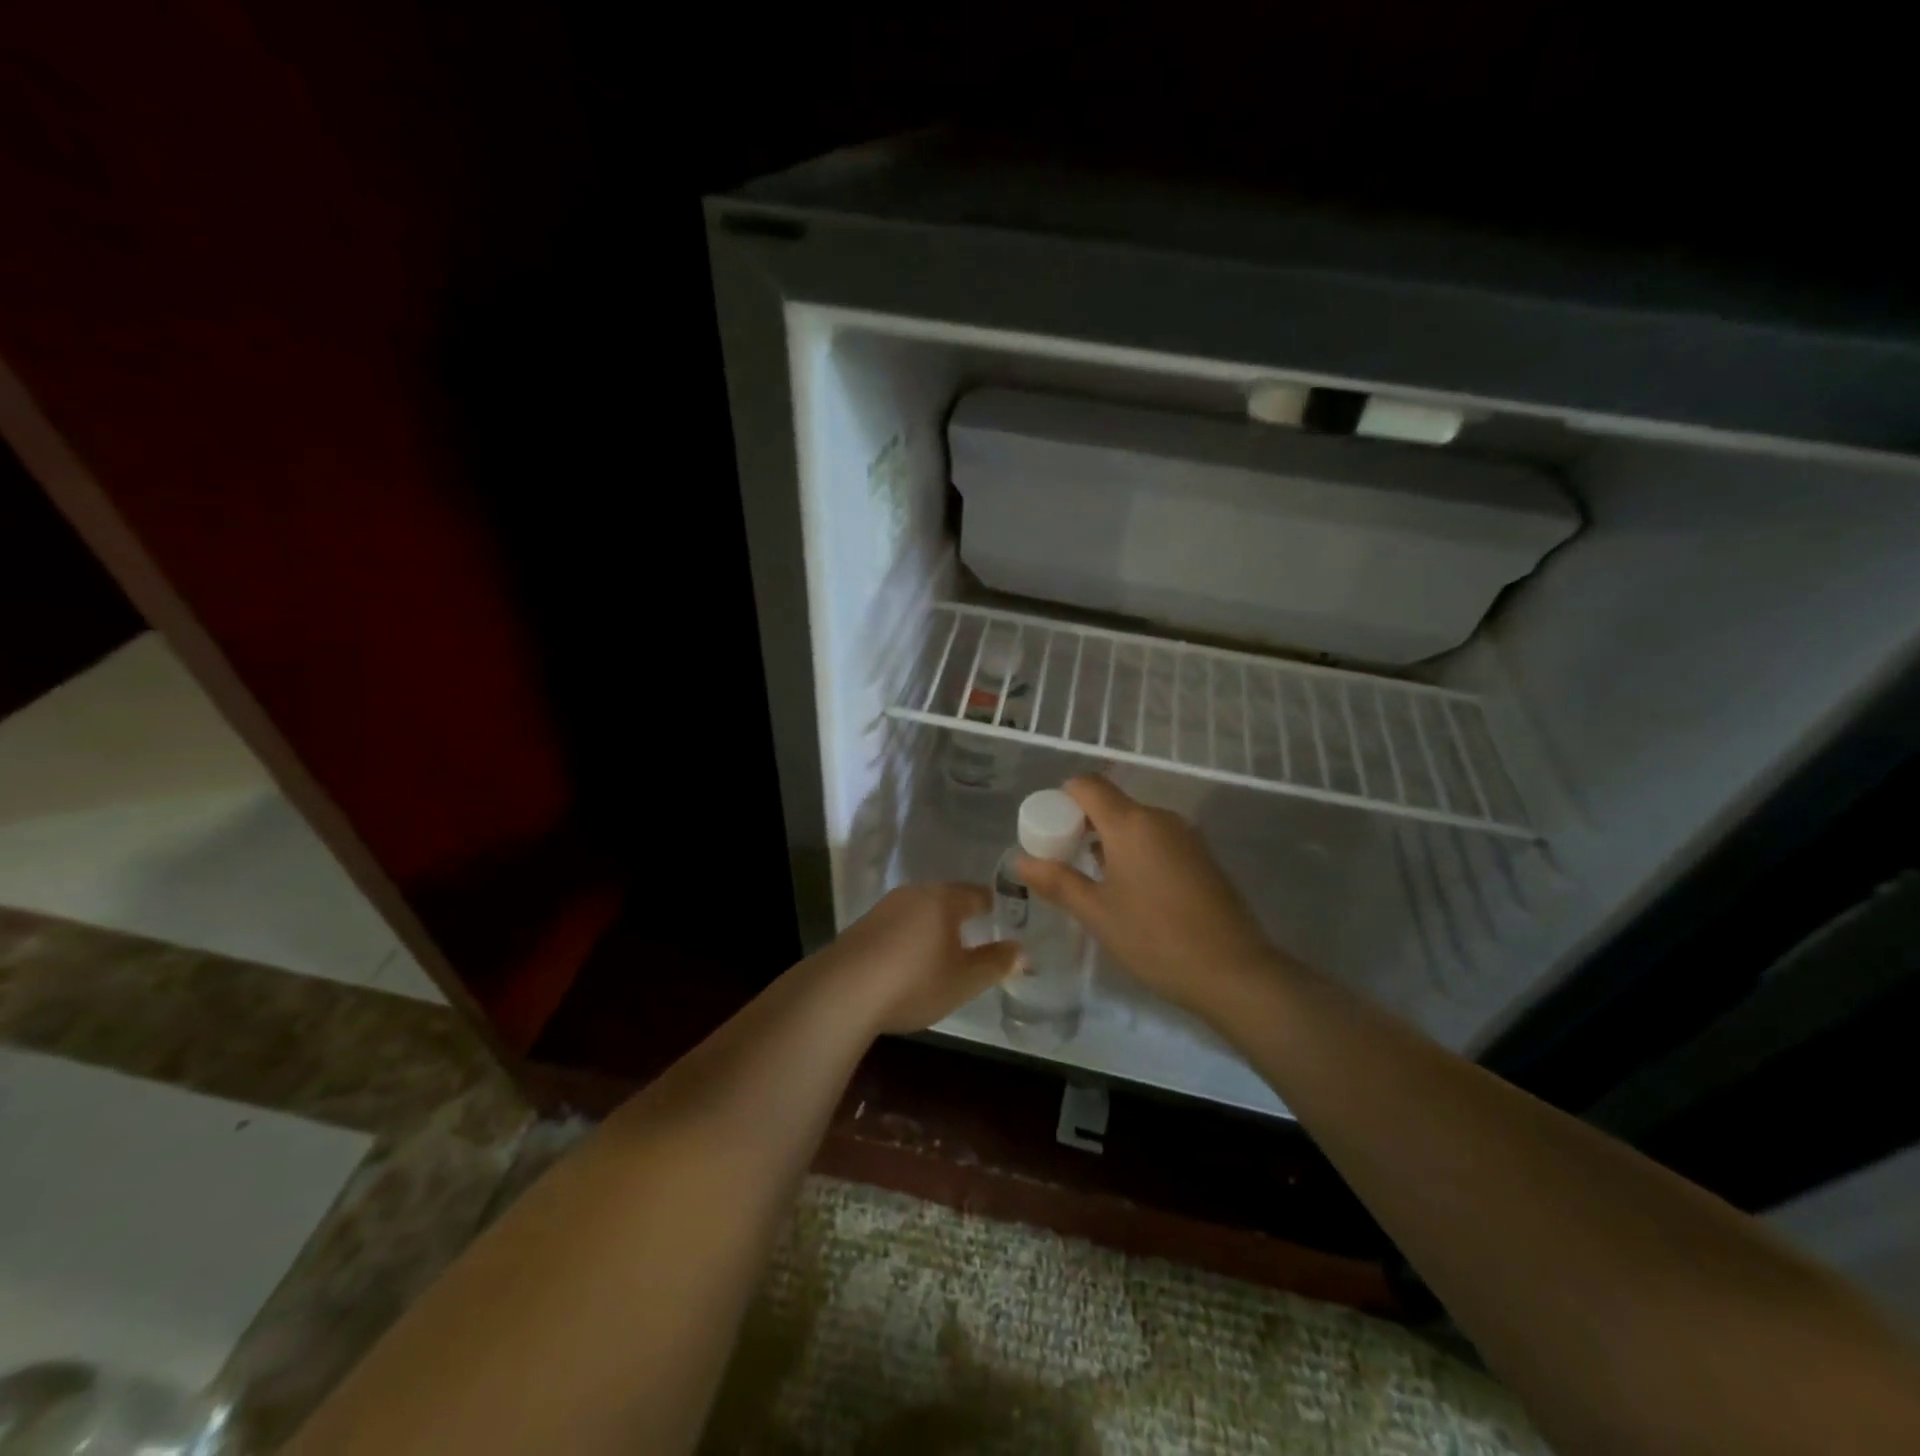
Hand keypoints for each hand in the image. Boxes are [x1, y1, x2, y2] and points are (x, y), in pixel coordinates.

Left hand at [813, 883, 1020, 1035]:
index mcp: (944, 899)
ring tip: (944, 944)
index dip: (992, 905)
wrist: (844, 991)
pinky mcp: (863, 926)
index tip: (1003, 915)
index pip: (977, 894)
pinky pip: (898, 923)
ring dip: (933, 923)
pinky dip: (910, 934)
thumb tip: (1022, 950)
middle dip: (962, 912)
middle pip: (946, 897)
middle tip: (977, 930)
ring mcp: (885, 907)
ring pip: (920, 909)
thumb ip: (996, 963)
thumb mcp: (964, 980)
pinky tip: (910, 956)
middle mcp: (915, 894)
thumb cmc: (915, 981)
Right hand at [1017, 775, 1282, 1011]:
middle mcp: (1160, 818)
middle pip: (1112, 803)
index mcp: (1131, 823)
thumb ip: (1057, 882)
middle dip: (1083, 824)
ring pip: (1136, 823)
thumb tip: (1021, 861)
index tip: (1048, 830)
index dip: (1061, 799)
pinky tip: (1133, 892)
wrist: (1235, 972)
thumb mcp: (1097, 913)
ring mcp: (1187, 836)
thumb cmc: (1156, 939)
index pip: (1087, 785)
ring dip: (1110, 841)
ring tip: (1095, 881)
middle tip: (1064, 862)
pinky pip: (1158, 839)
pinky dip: (1137, 852)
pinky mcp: (1203, 856)